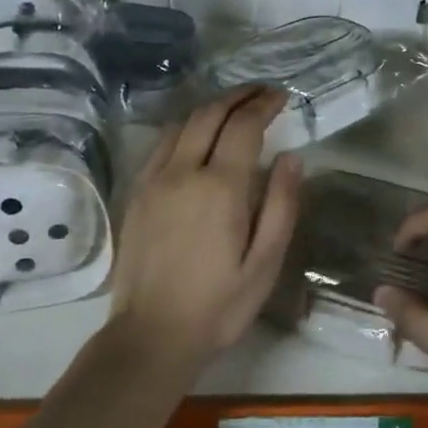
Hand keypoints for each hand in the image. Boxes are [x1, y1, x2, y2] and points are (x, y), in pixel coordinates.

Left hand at [108, 86, 301, 367]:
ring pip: (181, 124)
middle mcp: (182, 172)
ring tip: (234, 107)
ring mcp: (153, 180)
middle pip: (209, 114)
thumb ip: (281, 206)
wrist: (151, 336)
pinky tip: (196, 135)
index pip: (243, 126)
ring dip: (210, 107)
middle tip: (262, 92)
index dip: (263, 105)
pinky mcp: (136, 193)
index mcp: (219, 188)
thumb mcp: (264, 263)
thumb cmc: (219, 305)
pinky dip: (184, 126)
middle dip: (238, 96)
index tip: (281, 96)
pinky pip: (161, 143)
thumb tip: (291, 158)